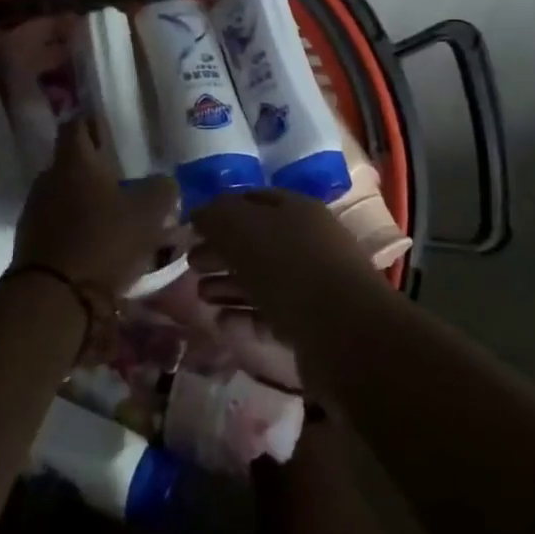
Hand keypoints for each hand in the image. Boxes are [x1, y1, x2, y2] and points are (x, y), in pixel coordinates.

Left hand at [14, 119, 178, 293]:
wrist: (54, 298)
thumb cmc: (103, 241)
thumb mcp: (148, 213)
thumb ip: (162, 190)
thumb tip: (165, 182)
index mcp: (74, 162)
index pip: (76, 125)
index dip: (92, 122)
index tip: (110, 128)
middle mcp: (49, 179)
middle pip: (71, 163)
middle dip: (95, 168)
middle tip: (123, 177)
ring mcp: (35, 211)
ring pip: (65, 195)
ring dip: (86, 201)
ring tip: (115, 215)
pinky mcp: (31, 242)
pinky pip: (58, 224)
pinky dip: (77, 228)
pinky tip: (99, 243)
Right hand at [189, 189, 387, 336]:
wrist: (344, 333)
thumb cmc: (289, 267)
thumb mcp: (243, 228)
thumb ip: (217, 215)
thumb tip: (200, 213)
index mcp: (295, 209)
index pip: (251, 200)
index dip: (220, 210)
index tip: (191, 227)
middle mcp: (306, 241)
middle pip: (255, 241)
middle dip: (220, 250)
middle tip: (190, 263)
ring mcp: (311, 284)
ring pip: (261, 279)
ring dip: (228, 284)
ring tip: (200, 295)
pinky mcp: (311, 324)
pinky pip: (270, 314)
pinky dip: (244, 316)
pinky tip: (221, 322)